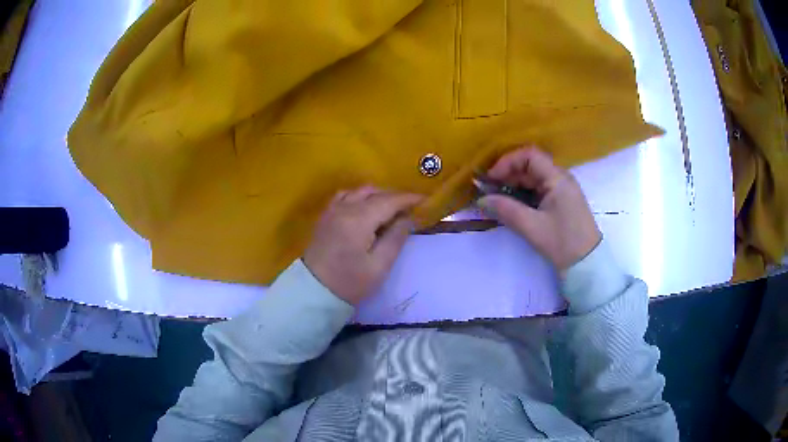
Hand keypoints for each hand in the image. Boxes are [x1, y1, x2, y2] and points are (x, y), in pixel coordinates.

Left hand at [303, 187, 422, 304]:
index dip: (409, 198)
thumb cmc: (349, 283)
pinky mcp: (325, 216)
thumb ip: (395, 238)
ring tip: (390, 209)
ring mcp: (332, 210)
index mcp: (358, 219)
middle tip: (410, 209)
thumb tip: (407, 218)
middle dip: (394, 197)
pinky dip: (360, 197)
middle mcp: (344, 208)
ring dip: (377, 195)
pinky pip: (345, 196)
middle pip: (374, 192)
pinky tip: (366, 209)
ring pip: (359, 191)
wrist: (313, 291)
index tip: (425, 200)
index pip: (389, 200)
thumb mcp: (379, 266)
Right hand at [478, 147, 600, 271]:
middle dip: (508, 175)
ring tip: (497, 201)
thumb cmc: (562, 242)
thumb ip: (506, 210)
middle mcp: (560, 179)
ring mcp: (562, 191)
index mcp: (557, 178)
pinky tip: (512, 207)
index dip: (507, 162)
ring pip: (533, 179)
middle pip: (530, 166)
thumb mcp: (532, 226)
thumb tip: (482, 200)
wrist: (587, 264)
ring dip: (514, 186)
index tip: (491, 179)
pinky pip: (538, 191)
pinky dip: (523, 196)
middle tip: (489, 192)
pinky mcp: (561, 203)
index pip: (529, 155)